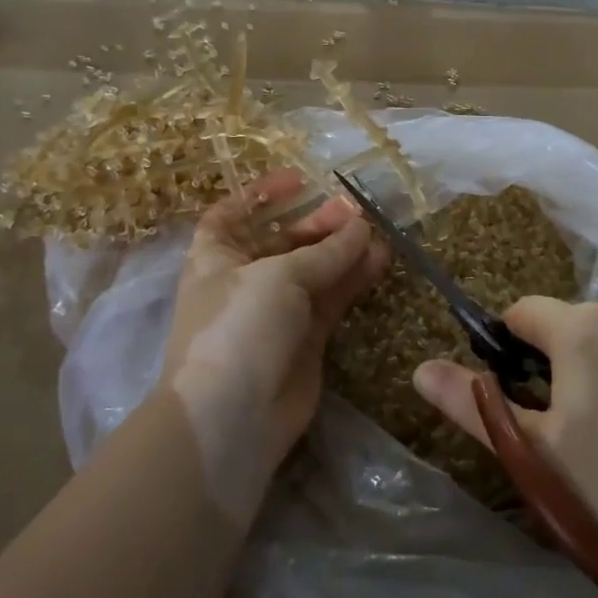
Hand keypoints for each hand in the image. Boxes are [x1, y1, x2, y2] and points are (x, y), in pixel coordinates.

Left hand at [162, 170, 388, 516]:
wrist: (233, 416)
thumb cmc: (239, 326)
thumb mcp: (279, 277)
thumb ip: (325, 251)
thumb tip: (362, 225)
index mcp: (217, 256)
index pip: (233, 214)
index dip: (261, 195)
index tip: (299, 180)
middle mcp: (245, 279)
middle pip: (283, 239)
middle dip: (316, 222)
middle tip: (354, 210)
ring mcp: (277, 310)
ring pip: (314, 270)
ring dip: (342, 249)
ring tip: (377, 231)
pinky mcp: (306, 338)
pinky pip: (332, 298)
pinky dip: (353, 279)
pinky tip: (380, 260)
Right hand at [413, 298, 597, 592]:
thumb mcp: (532, 450)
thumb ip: (472, 404)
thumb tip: (420, 369)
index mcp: (582, 331)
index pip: (522, 312)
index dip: (503, 347)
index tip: (506, 398)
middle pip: (568, 331)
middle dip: (547, 368)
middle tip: (549, 434)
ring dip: (590, 382)